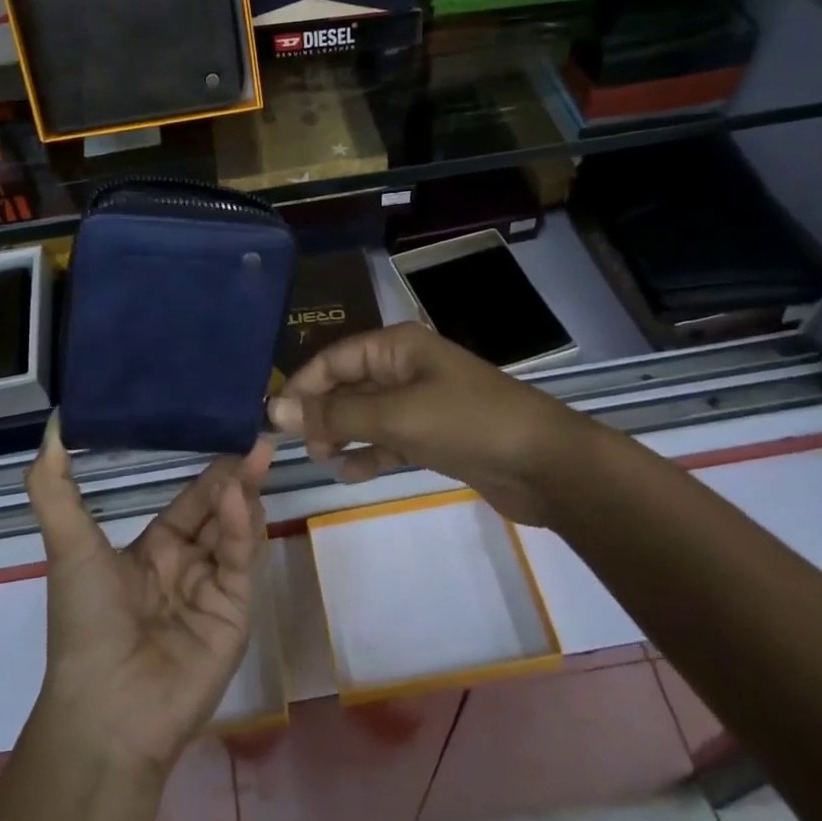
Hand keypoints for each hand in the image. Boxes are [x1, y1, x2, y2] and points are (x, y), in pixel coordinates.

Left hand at [25, 415, 272, 775]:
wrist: (105, 710)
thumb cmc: (85, 622)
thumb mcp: (67, 545)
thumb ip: (55, 486)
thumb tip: (52, 425)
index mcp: (154, 552)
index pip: (190, 502)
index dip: (209, 472)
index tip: (228, 432)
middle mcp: (187, 567)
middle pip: (220, 512)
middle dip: (237, 478)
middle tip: (256, 439)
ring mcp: (214, 591)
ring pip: (236, 533)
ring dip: (243, 497)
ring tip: (252, 458)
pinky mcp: (235, 614)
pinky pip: (240, 563)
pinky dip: (242, 529)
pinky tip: (238, 497)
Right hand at [267, 322, 597, 526]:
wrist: (546, 466)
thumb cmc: (468, 424)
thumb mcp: (397, 416)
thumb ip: (336, 415)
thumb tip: (276, 410)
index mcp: (397, 346)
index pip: (334, 359)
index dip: (303, 386)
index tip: (275, 420)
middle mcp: (406, 367)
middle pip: (348, 385)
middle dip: (322, 413)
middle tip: (302, 446)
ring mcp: (422, 402)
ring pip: (366, 414)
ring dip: (343, 435)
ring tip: (324, 460)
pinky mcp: (434, 436)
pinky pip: (389, 439)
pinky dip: (369, 454)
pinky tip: (351, 474)